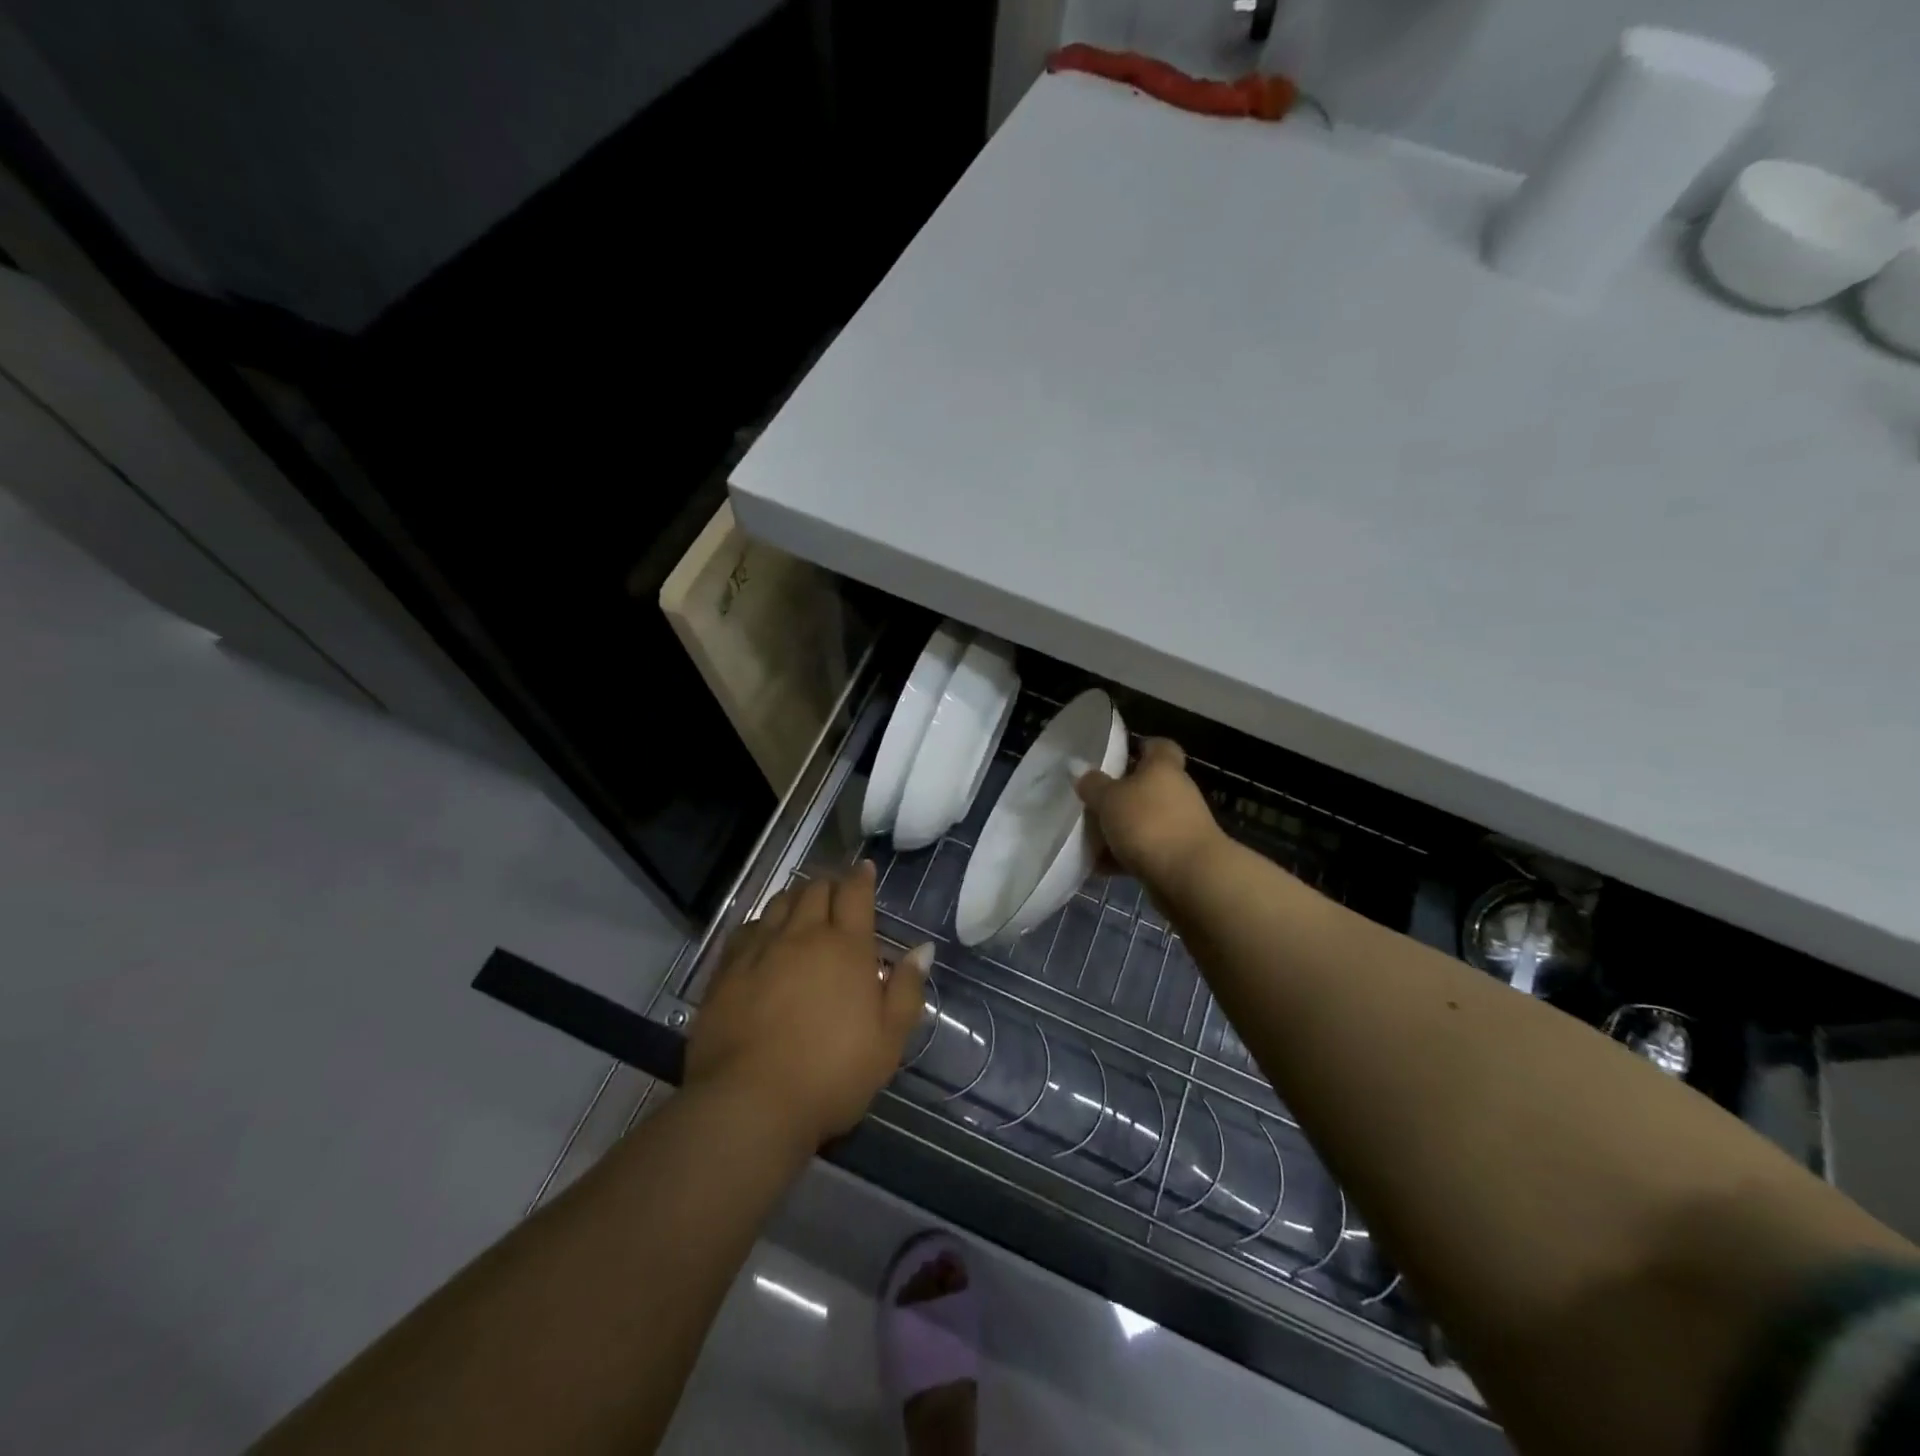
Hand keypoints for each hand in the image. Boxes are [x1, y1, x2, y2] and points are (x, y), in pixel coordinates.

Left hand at [685, 862, 930, 1148]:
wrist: (749, 1102)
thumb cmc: (831, 1074)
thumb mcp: (888, 1041)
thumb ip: (906, 989)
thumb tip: (923, 949)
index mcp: (846, 947)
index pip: (854, 893)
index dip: (861, 877)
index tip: (865, 869)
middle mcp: (803, 935)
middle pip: (815, 889)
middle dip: (829, 884)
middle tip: (837, 894)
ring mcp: (760, 949)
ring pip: (779, 903)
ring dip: (796, 898)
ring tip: (802, 907)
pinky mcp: (727, 970)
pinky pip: (747, 929)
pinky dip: (762, 923)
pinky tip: (764, 936)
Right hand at [1075, 738, 1223, 892]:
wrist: (1190, 878)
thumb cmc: (1149, 824)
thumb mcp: (1109, 799)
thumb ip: (1093, 784)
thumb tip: (1081, 772)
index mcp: (1163, 768)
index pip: (1157, 746)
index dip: (1137, 747)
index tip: (1112, 758)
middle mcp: (1176, 792)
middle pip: (1146, 785)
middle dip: (1118, 795)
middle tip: (1089, 802)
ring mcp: (1179, 825)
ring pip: (1142, 820)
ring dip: (1119, 828)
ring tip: (1088, 838)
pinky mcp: (1177, 856)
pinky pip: (1144, 850)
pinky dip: (1124, 856)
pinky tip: (1099, 866)